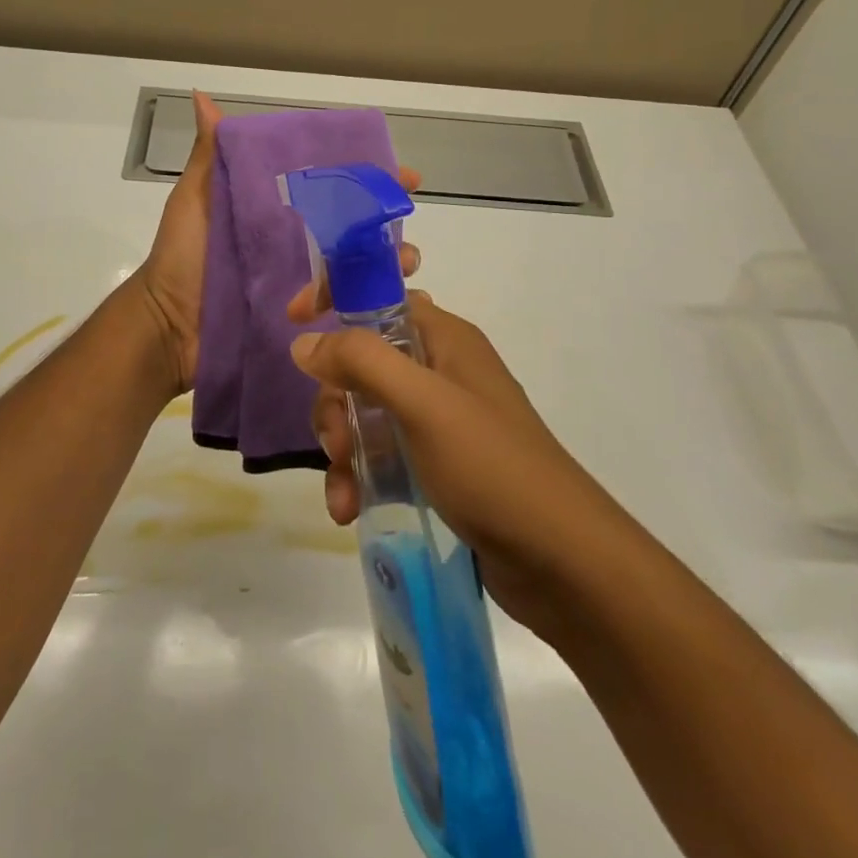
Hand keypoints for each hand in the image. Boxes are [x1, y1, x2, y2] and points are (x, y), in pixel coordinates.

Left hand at [135, 92, 422, 402]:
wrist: (168, 325)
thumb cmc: (182, 257)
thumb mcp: (195, 200)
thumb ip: (209, 155)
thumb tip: (202, 97)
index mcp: (280, 208)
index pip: (335, 186)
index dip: (371, 178)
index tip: (405, 175)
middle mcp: (299, 240)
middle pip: (358, 227)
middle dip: (391, 226)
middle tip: (407, 232)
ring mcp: (305, 280)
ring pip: (361, 267)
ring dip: (391, 265)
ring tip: (403, 268)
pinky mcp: (306, 315)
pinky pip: (348, 308)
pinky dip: (378, 304)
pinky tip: (403, 303)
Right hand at [288, 290, 599, 639]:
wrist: (561, 561)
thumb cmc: (492, 466)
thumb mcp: (422, 405)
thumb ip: (361, 362)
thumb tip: (306, 342)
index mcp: (444, 338)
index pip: (379, 295)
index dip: (335, 297)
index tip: (295, 320)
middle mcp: (440, 370)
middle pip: (363, 361)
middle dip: (336, 399)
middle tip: (335, 441)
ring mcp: (439, 420)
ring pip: (366, 411)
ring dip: (343, 445)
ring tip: (343, 489)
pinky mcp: (437, 465)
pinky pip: (381, 454)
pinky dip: (359, 475)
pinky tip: (349, 510)